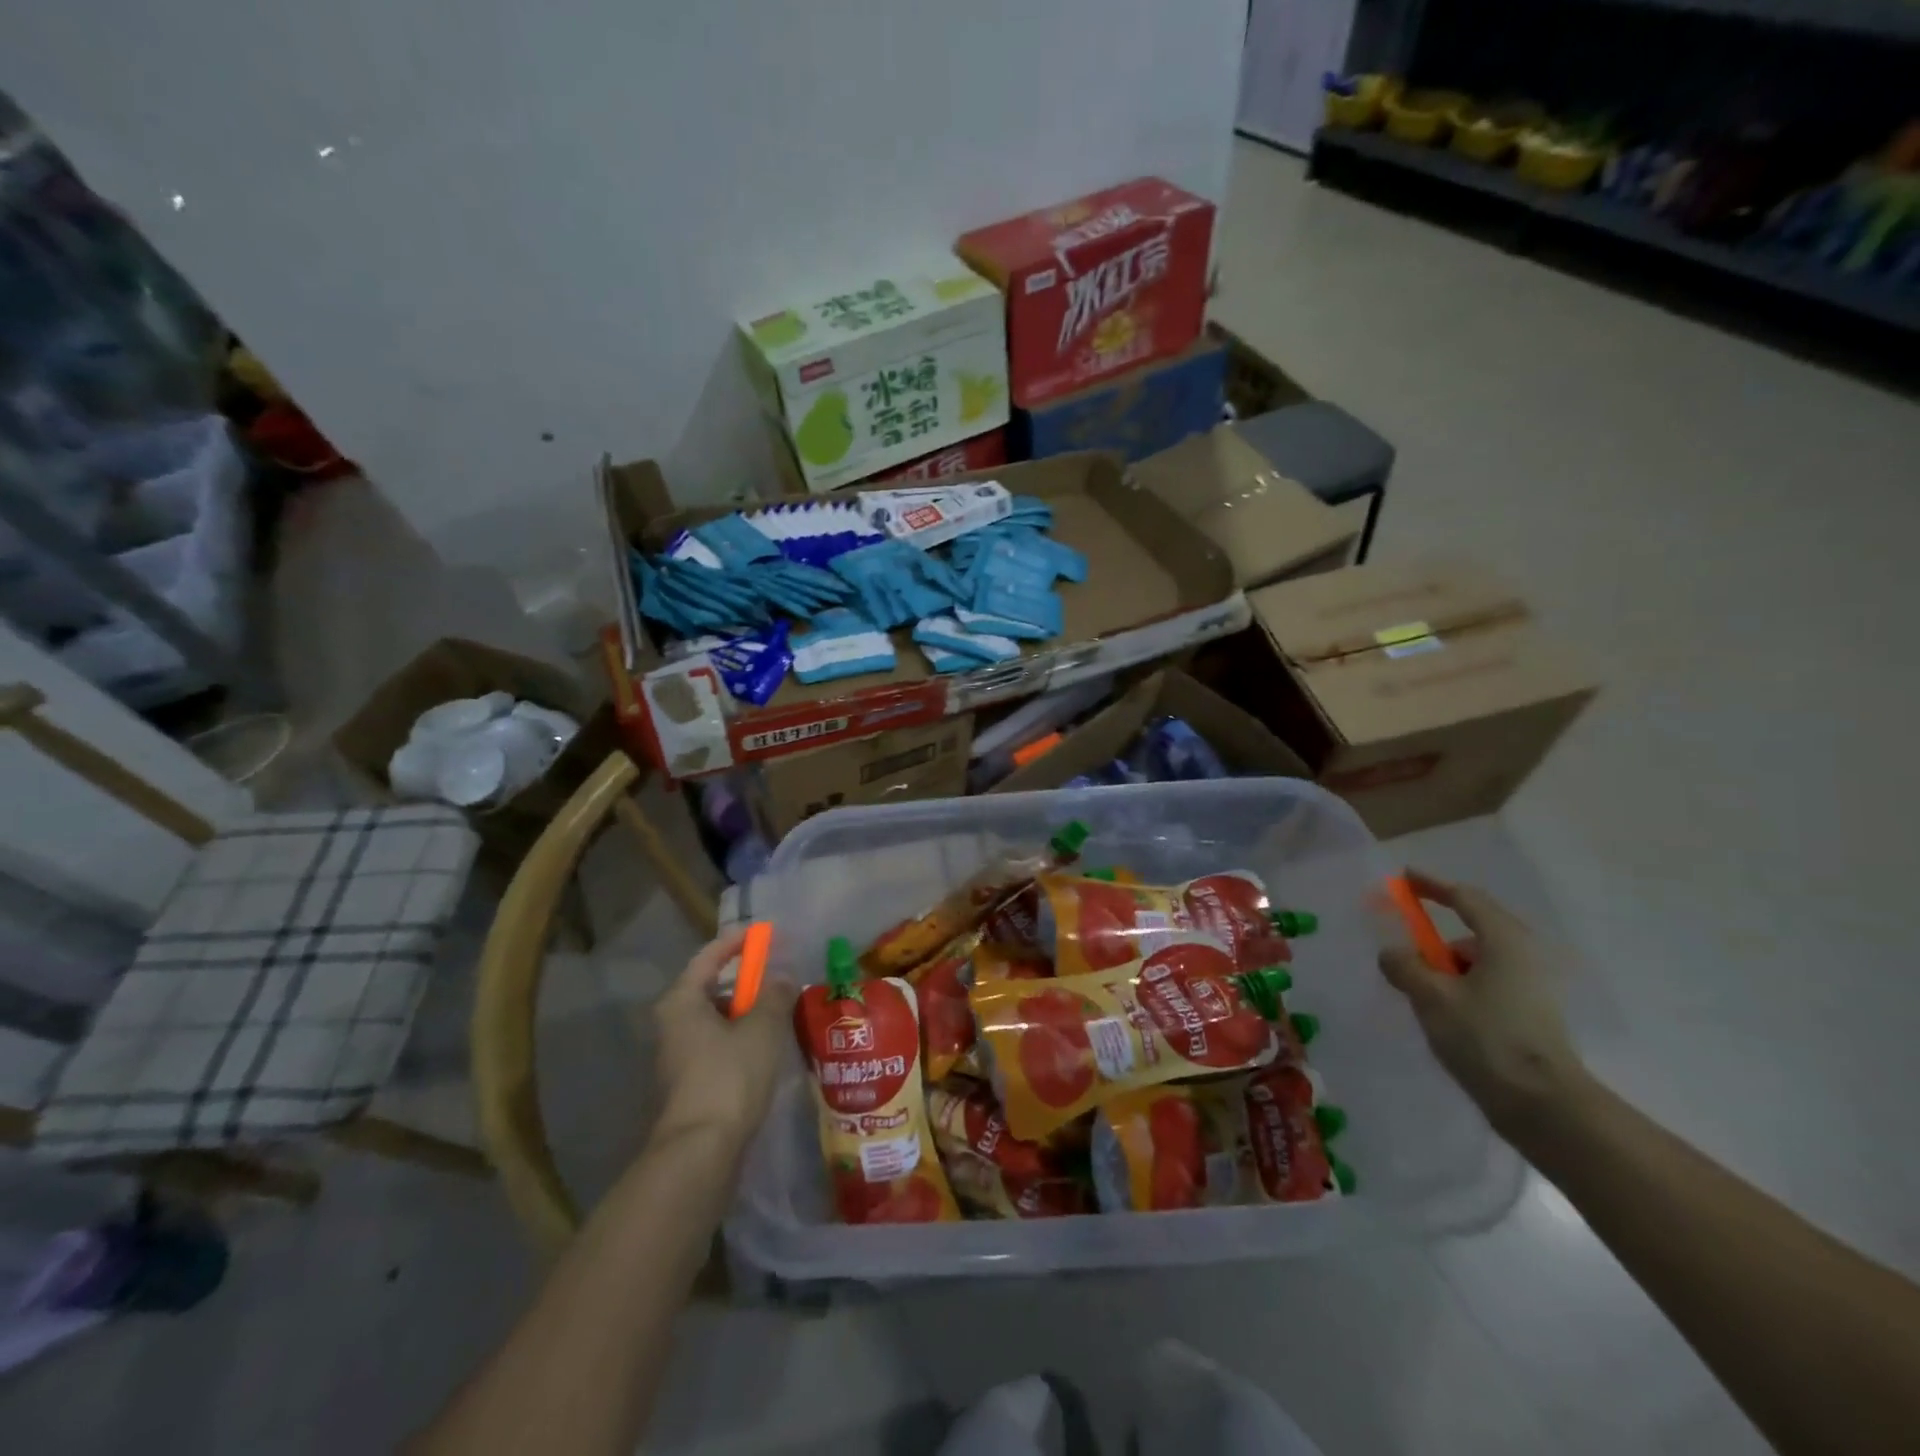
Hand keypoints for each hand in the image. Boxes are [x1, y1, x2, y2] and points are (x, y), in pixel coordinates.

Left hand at [650, 928, 797, 1152]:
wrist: (700, 1151)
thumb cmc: (729, 1076)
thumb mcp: (762, 1028)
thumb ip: (775, 995)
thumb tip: (782, 975)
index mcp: (681, 1002)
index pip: (708, 957)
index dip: (735, 942)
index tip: (762, 933)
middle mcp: (671, 1025)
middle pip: (710, 989)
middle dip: (744, 981)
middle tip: (777, 975)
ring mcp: (677, 1058)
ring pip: (715, 1021)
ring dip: (745, 1012)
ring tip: (779, 1012)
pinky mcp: (688, 1085)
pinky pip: (717, 1046)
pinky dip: (739, 1039)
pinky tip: (766, 1048)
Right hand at [1377, 871, 1586, 1133]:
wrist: (1544, 1106)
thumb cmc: (1486, 1038)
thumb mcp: (1431, 997)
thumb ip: (1404, 966)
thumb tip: (1393, 953)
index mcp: (1503, 940)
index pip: (1465, 898)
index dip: (1432, 885)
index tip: (1405, 878)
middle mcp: (1524, 955)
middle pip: (1475, 928)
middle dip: (1438, 936)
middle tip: (1408, 947)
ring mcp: (1532, 986)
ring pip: (1480, 960)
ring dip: (1448, 967)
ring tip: (1422, 994)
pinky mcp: (1532, 1014)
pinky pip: (1488, 983)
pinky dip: (1462, 986)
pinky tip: (1445, 1013)